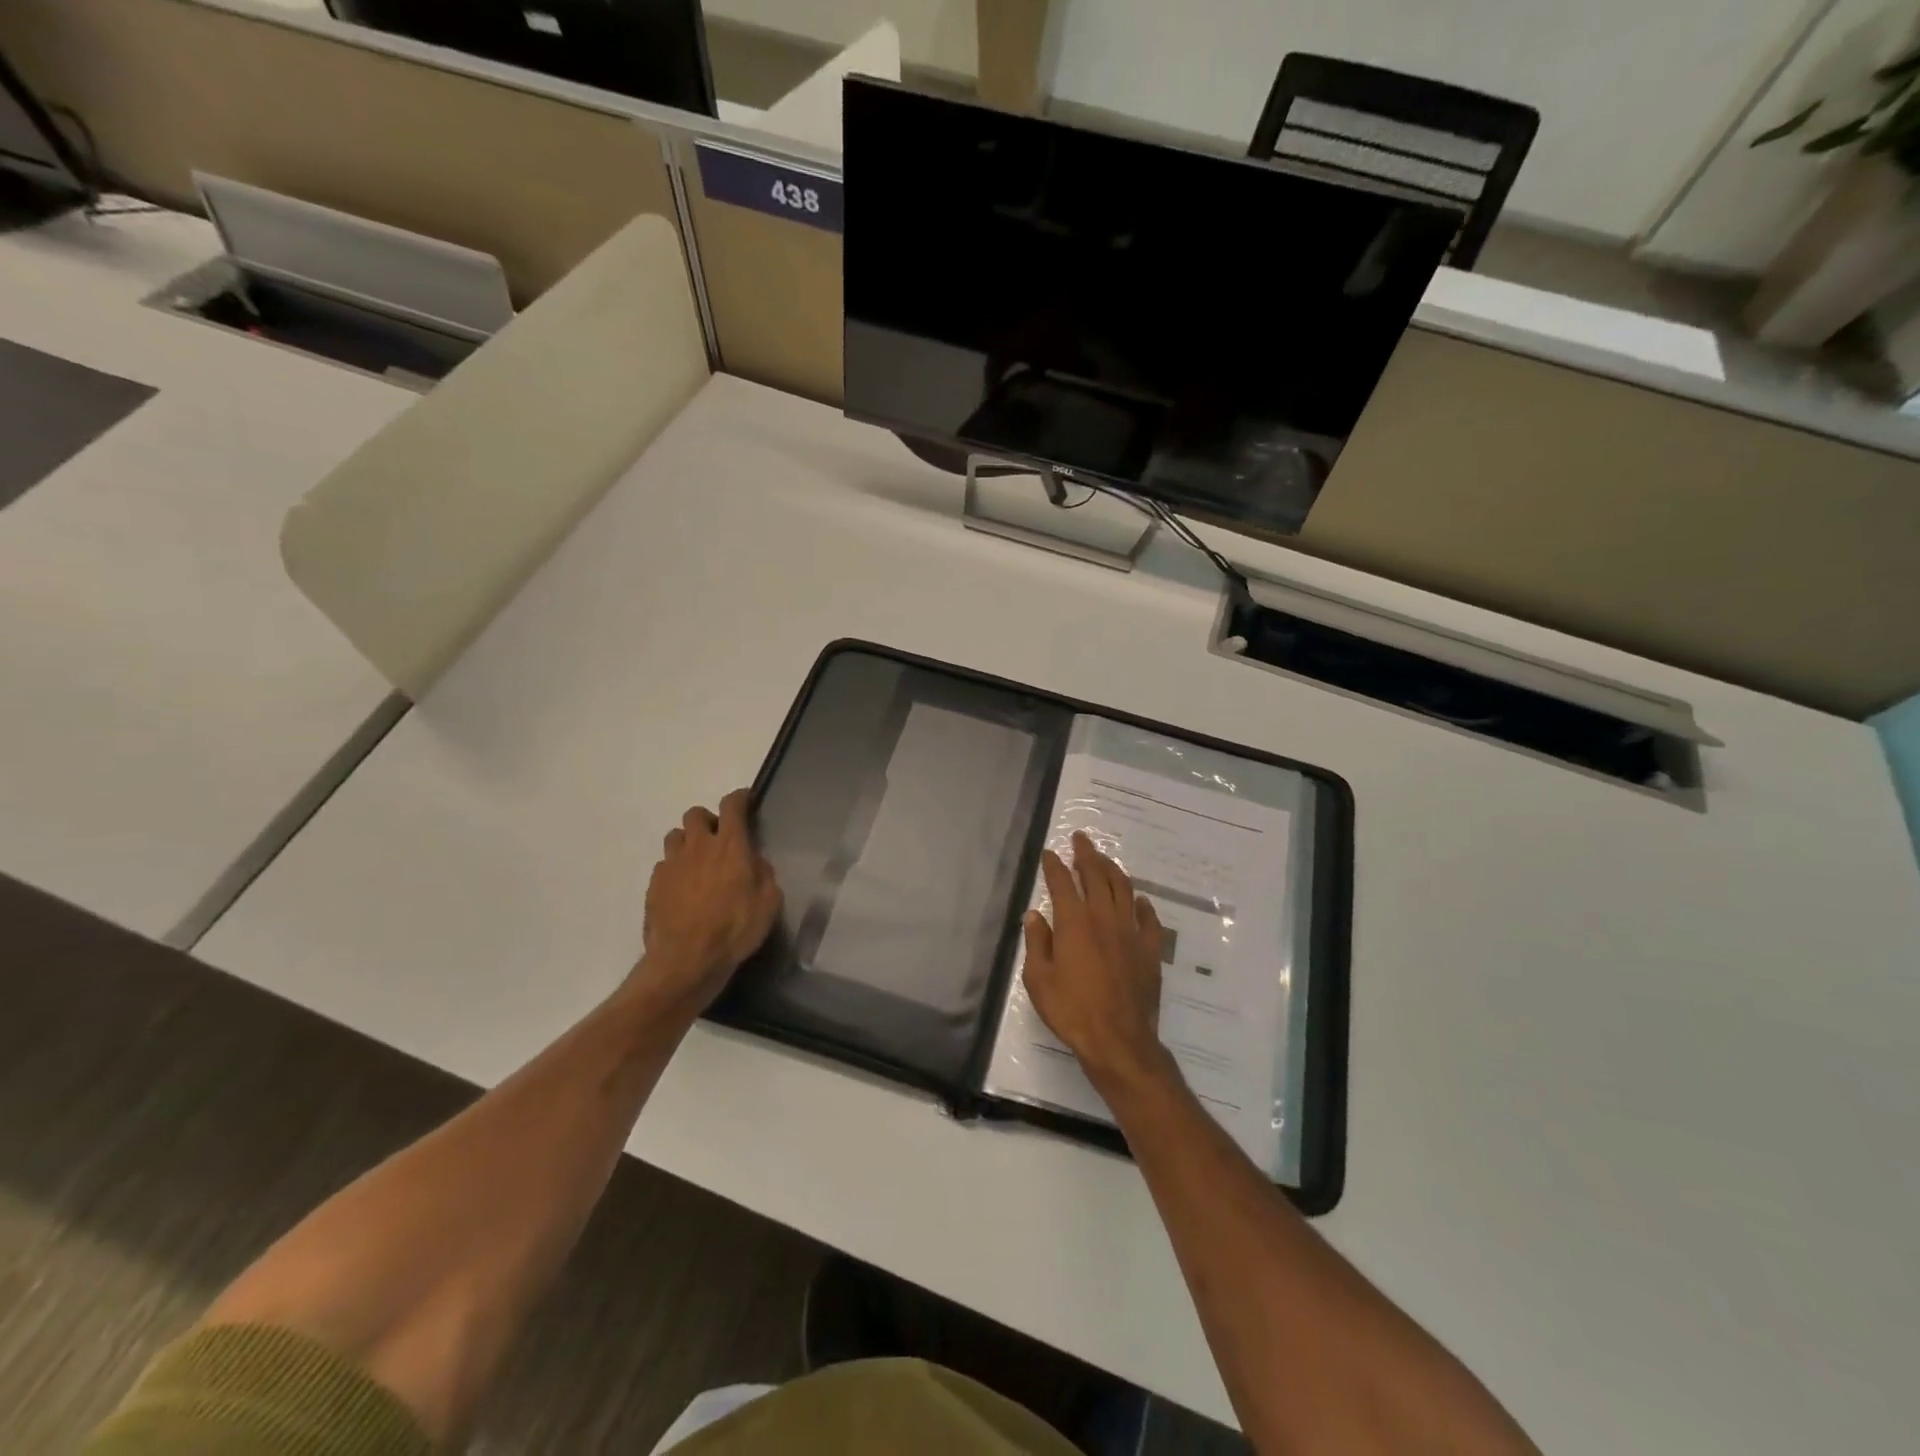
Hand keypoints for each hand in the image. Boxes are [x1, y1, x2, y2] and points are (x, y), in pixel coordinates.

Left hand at [634, 789, 781, 1017]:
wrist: (686, 961)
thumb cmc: (735, 929)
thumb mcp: (769, 903)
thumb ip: (764, 874)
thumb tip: (755, 861)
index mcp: (730, 845)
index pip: (732, 806)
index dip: (739, 798)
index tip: (745, 801)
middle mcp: (698, 846)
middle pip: (696, 814)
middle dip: (708, 820)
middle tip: (719, 840)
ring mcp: (671, 864)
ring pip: (675, 836)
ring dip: (688, 842)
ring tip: (698, 863)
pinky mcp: (654, 885)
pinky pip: (664, 865)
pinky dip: (675, 870)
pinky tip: (683, 890)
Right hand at [1021, 832, 1171, 1090]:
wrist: (1118, 1040)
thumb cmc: (1071, 1010)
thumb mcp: (1038, 980)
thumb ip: (1036, 943)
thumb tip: (1035, 915)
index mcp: (1074, 922)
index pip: (1062, 883)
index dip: (1054, 865)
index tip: (1049, 853)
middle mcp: (1104, 918)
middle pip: (1097, 876)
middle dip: (1087, 854)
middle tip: (1081, 839)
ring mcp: (1131, 932)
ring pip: (1124, 889)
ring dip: (1113, 870)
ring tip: (1104, 859)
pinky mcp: (1150, 950)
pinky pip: (1149, 919)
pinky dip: (1143, 904)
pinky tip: (1139, 899)